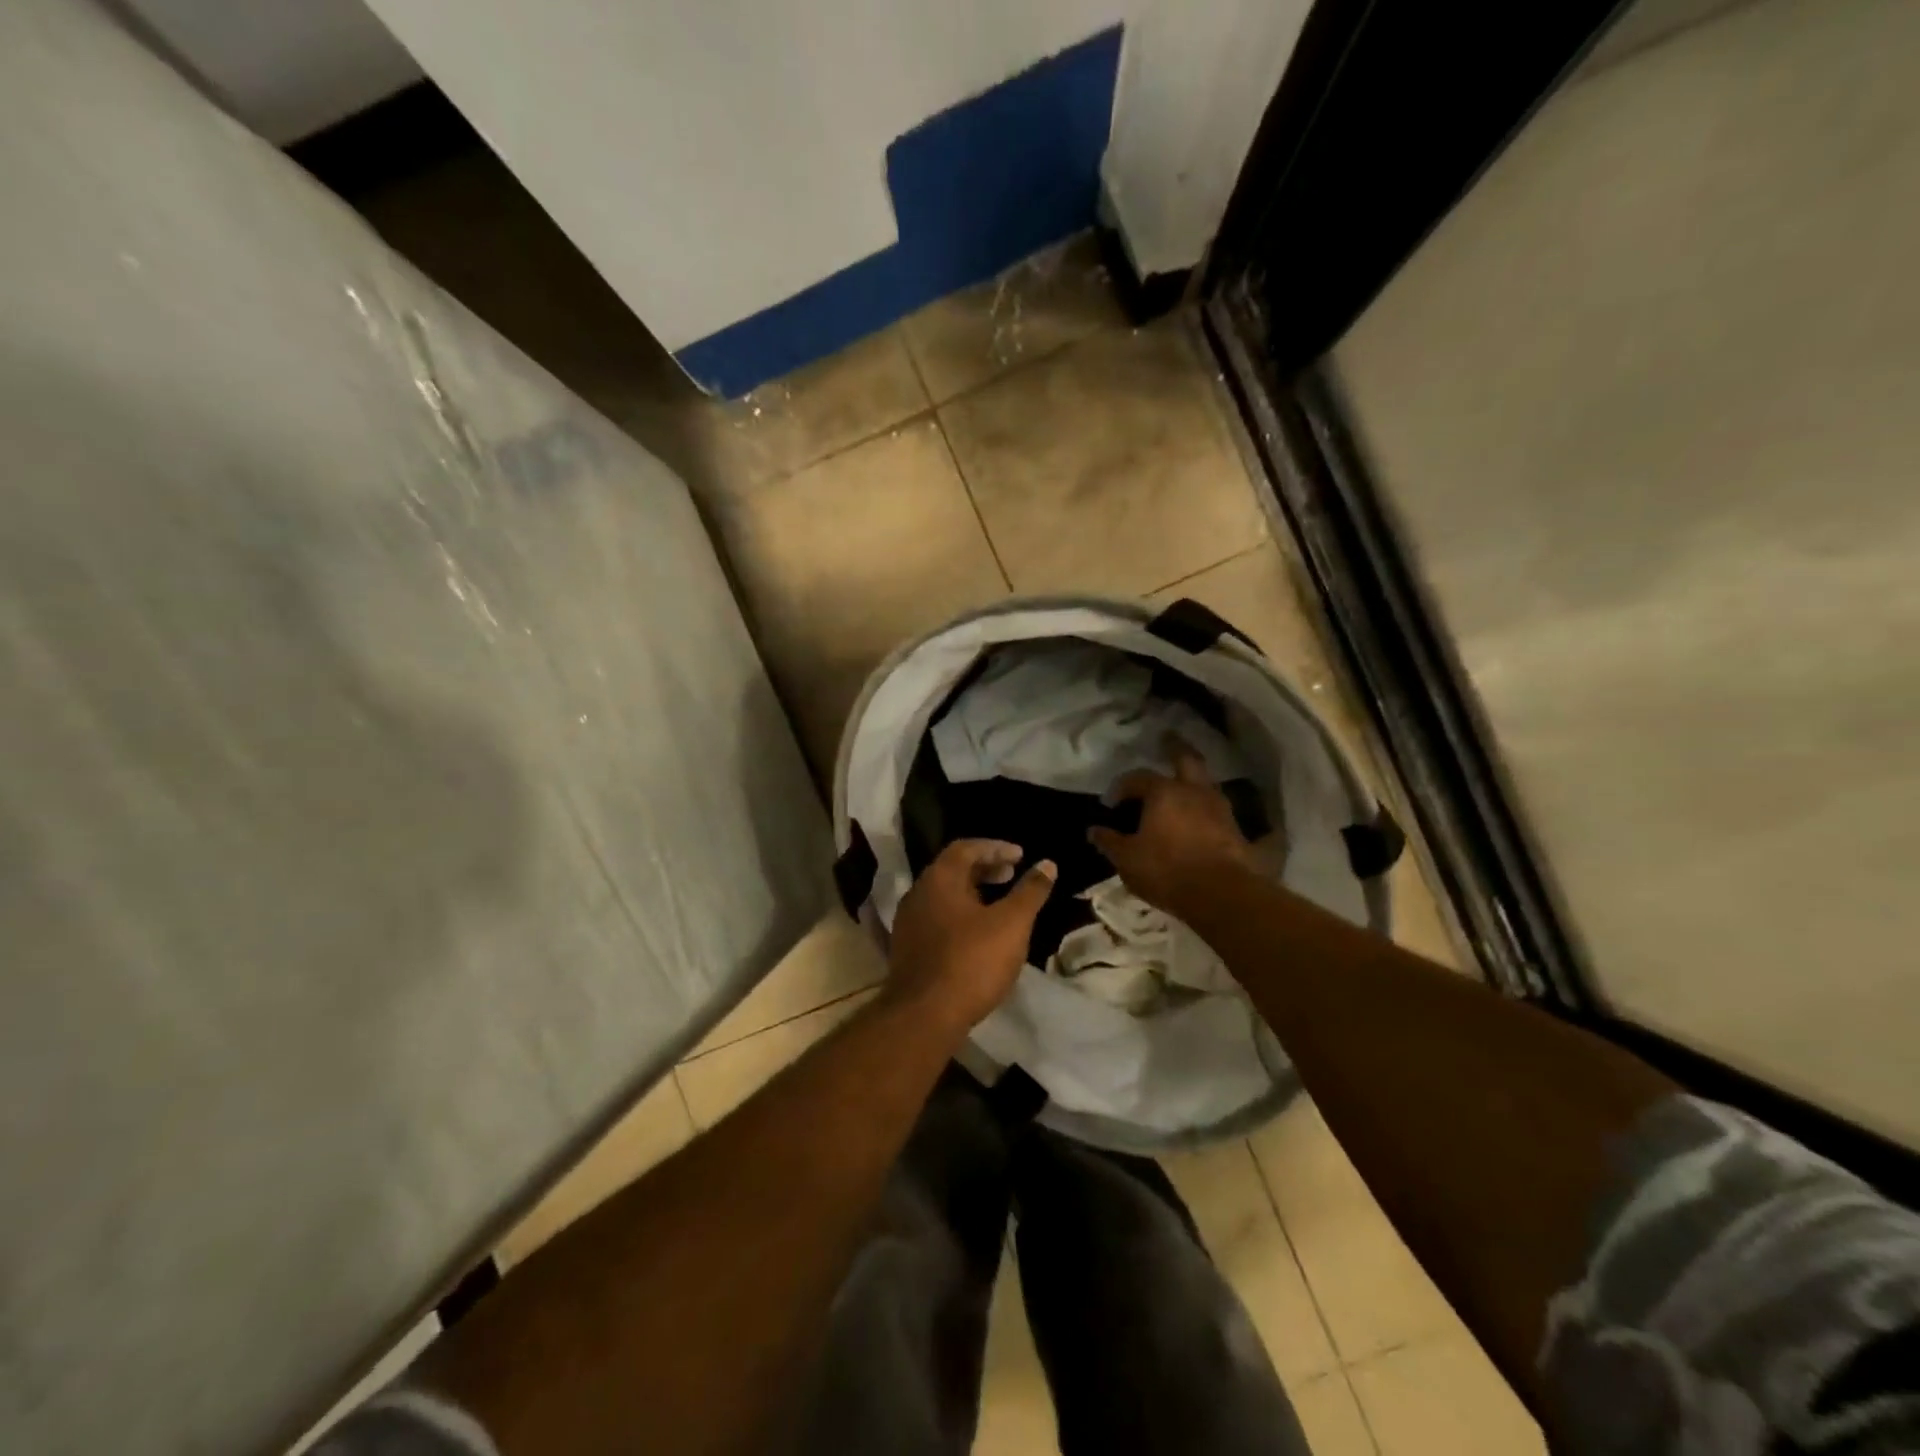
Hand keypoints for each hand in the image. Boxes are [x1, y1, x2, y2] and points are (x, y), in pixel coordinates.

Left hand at [885, 840, 1055, 1032]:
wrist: (924, 1015)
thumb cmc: (971, 961)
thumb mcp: (1011, 923)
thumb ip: (1030, 891)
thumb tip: (1048, 864)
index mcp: (939, 878)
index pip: (966, 848)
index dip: (996, 848)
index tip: (1021, 856)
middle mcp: (918, 893)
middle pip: (953, 869)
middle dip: (985, 868)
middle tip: (1012, 874)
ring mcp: (909, 921)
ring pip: (944, 894)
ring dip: (973, 892)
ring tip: (1000, 903)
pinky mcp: (908, 947)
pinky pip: (938, 917)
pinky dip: (961, 913)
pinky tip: (979, 932)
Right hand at [1088, 738, 1257, 912]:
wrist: (1222, 895)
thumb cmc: (1167, 871)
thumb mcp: (1127, 859)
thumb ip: (1110, 842)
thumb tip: (1094, 830)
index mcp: (1163, 792)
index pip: (1137, 778)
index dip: (1121, 787)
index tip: (1111, 803)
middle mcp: (1194, 791)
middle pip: (1186, 759)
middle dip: (1174, 748)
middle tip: (1167, 739)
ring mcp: (1219, 808)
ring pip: (1205, 783)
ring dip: (1192, 781)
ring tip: (1183, 786)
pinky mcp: (1236, 830)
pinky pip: (1217, 810)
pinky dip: (1206, 808)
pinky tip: (1201, 817)